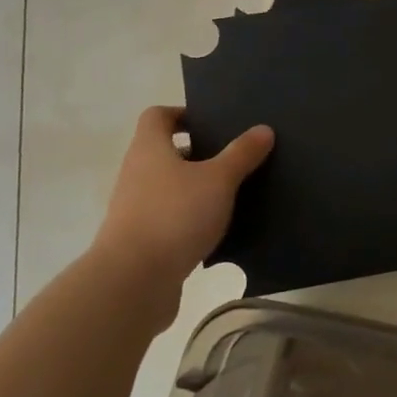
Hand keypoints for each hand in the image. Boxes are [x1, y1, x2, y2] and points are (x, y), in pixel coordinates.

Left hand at [89, 106, 273, 282]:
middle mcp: (136, 174)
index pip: (158, 116)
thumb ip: (241, 154)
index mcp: (149, 149)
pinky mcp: (140, 241)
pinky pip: (170, 218)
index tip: (213, 123)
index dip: (183, 114)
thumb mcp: (218, 180)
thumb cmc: (175, 215)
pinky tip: (217, 229)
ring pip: (169, 187)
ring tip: (233, 194)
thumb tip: (263, 129)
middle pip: (166, 152)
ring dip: (196, 188)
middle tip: (234, 157)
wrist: (132, 282)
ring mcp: (135, 209)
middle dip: (199, 153)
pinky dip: (191, 219)